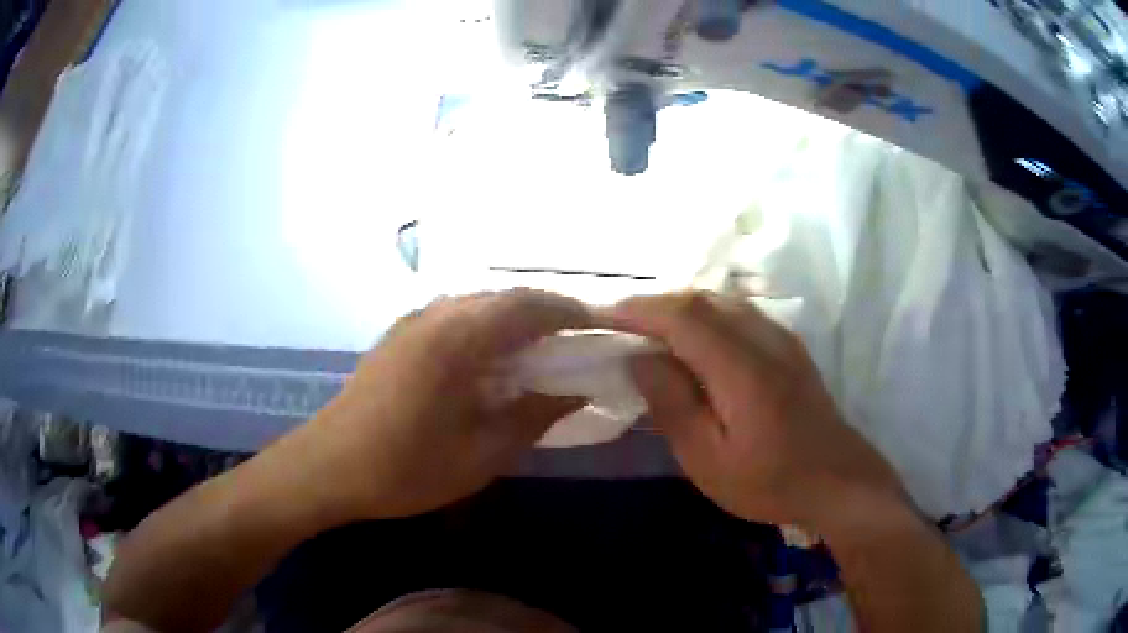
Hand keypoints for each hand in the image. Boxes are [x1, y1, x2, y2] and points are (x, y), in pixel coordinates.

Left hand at [281, 290, 590, 521]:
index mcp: (458, 338)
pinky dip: (487, 324)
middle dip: (548, 310)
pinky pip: (455, 314)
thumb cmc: (405, 467)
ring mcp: (412, 321)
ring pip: (479, 302)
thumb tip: (576, 393)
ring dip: (516, 316)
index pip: (529, 306)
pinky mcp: (399, 335)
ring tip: (543, 345)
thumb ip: (533, 416)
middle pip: (505, 296)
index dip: (572, 312)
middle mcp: (436, 315)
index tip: (602, 325)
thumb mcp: (481, 454)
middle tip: (579, 336)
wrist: (328, 466)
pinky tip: (493, 355)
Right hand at [603, 292, 905, 528]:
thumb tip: (640, 358)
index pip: (682, 316)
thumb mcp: (707, 459)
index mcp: (741, 367)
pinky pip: (740, 313)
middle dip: (656, 303)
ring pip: (723, 301)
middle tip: (622, 323)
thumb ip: (673, 404)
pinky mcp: (790, 347)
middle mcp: (763, 338)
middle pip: (702, 299)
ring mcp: (781, 338)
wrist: (837, 481)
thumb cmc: (769, 481)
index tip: (604, 316)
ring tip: (652, 329)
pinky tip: (697, 339)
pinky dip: (708, 314)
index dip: (640, 310)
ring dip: (682, 306)